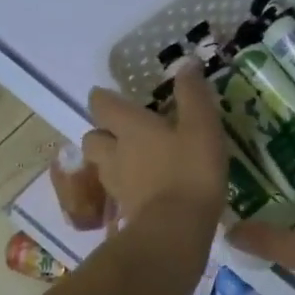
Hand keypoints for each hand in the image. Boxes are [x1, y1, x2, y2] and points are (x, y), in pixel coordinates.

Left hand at [82, 64, 228, 237]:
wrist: (176, 230)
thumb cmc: (190, 171)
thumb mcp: (202, 126)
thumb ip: (193, 95)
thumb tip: (186, 64)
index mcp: (130, 127)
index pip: (102, 105)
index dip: (103, 98)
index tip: (110, 97)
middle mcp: (115, 154)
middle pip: (92, 138)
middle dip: (102, 133)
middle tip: (121, 133)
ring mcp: (118, 186)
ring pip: (102, 167)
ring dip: (111, 162)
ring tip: (133, 163)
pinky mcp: (126, 213)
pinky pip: (119, 194)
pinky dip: (127, 189)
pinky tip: (146, 191)